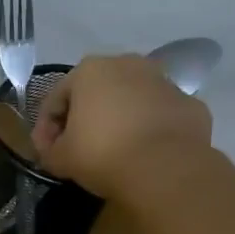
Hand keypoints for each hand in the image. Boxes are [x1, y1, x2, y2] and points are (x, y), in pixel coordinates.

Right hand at [33, 53, 212, 197]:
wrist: (165, 169)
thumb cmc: (102, 154)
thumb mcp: (60, 158)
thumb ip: (49, 150)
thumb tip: (53, 151)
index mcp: (90, 70)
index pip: (55, 99)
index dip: (45, 128)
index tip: (44, 153)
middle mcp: (128, 64)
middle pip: (95, 93)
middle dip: (83, 117)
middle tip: (76, 148)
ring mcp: (164, 81)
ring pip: (130, 100)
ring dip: (118, 120)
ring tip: (113, 150)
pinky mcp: (190, 104)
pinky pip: (158, 115)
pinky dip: (148, 129)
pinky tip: (143, 153)